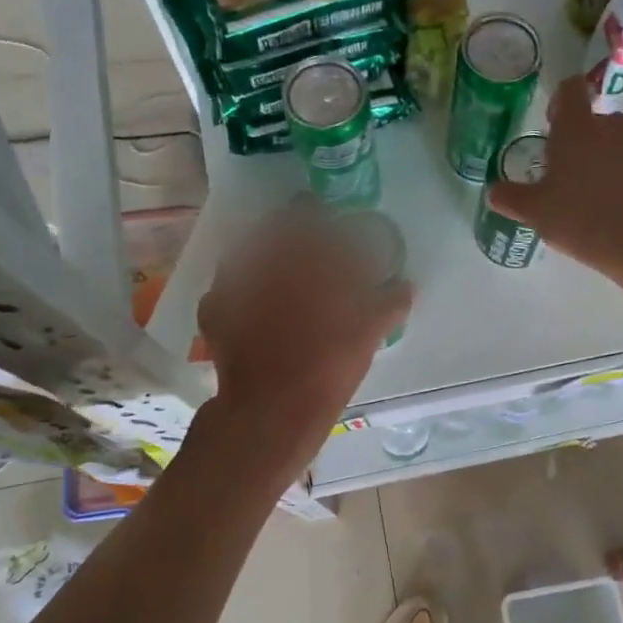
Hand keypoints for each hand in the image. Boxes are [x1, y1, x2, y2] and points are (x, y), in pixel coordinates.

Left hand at [197, 200, 412, 475]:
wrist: (271, 410)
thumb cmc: (327, 367)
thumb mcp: (368, 335)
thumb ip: (388, 304)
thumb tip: (407, 285)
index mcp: (304, 259)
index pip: (310, 215)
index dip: (318, 212)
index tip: (327, 218)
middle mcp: (264, 260)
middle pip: (274, 227)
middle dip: (291, 227)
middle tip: (306, 242)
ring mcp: (234, 283)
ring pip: (248, 252)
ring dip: (264, 253)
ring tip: (279, 273)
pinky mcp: (215, 309)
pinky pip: (229, 287)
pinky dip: (243, 290)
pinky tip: (254, 305)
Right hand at [486, 75, 622, 285]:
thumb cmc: (580, 220)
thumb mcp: (534, 213)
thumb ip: (510, 197)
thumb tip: (493, 191)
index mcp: (578, 128)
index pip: (569, 89)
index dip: (560, 103)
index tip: (554, 126)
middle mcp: (615, 126)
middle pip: (598, 122)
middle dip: (587, 142)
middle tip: (574, 178)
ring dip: (615, 162)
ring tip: (605, 199)